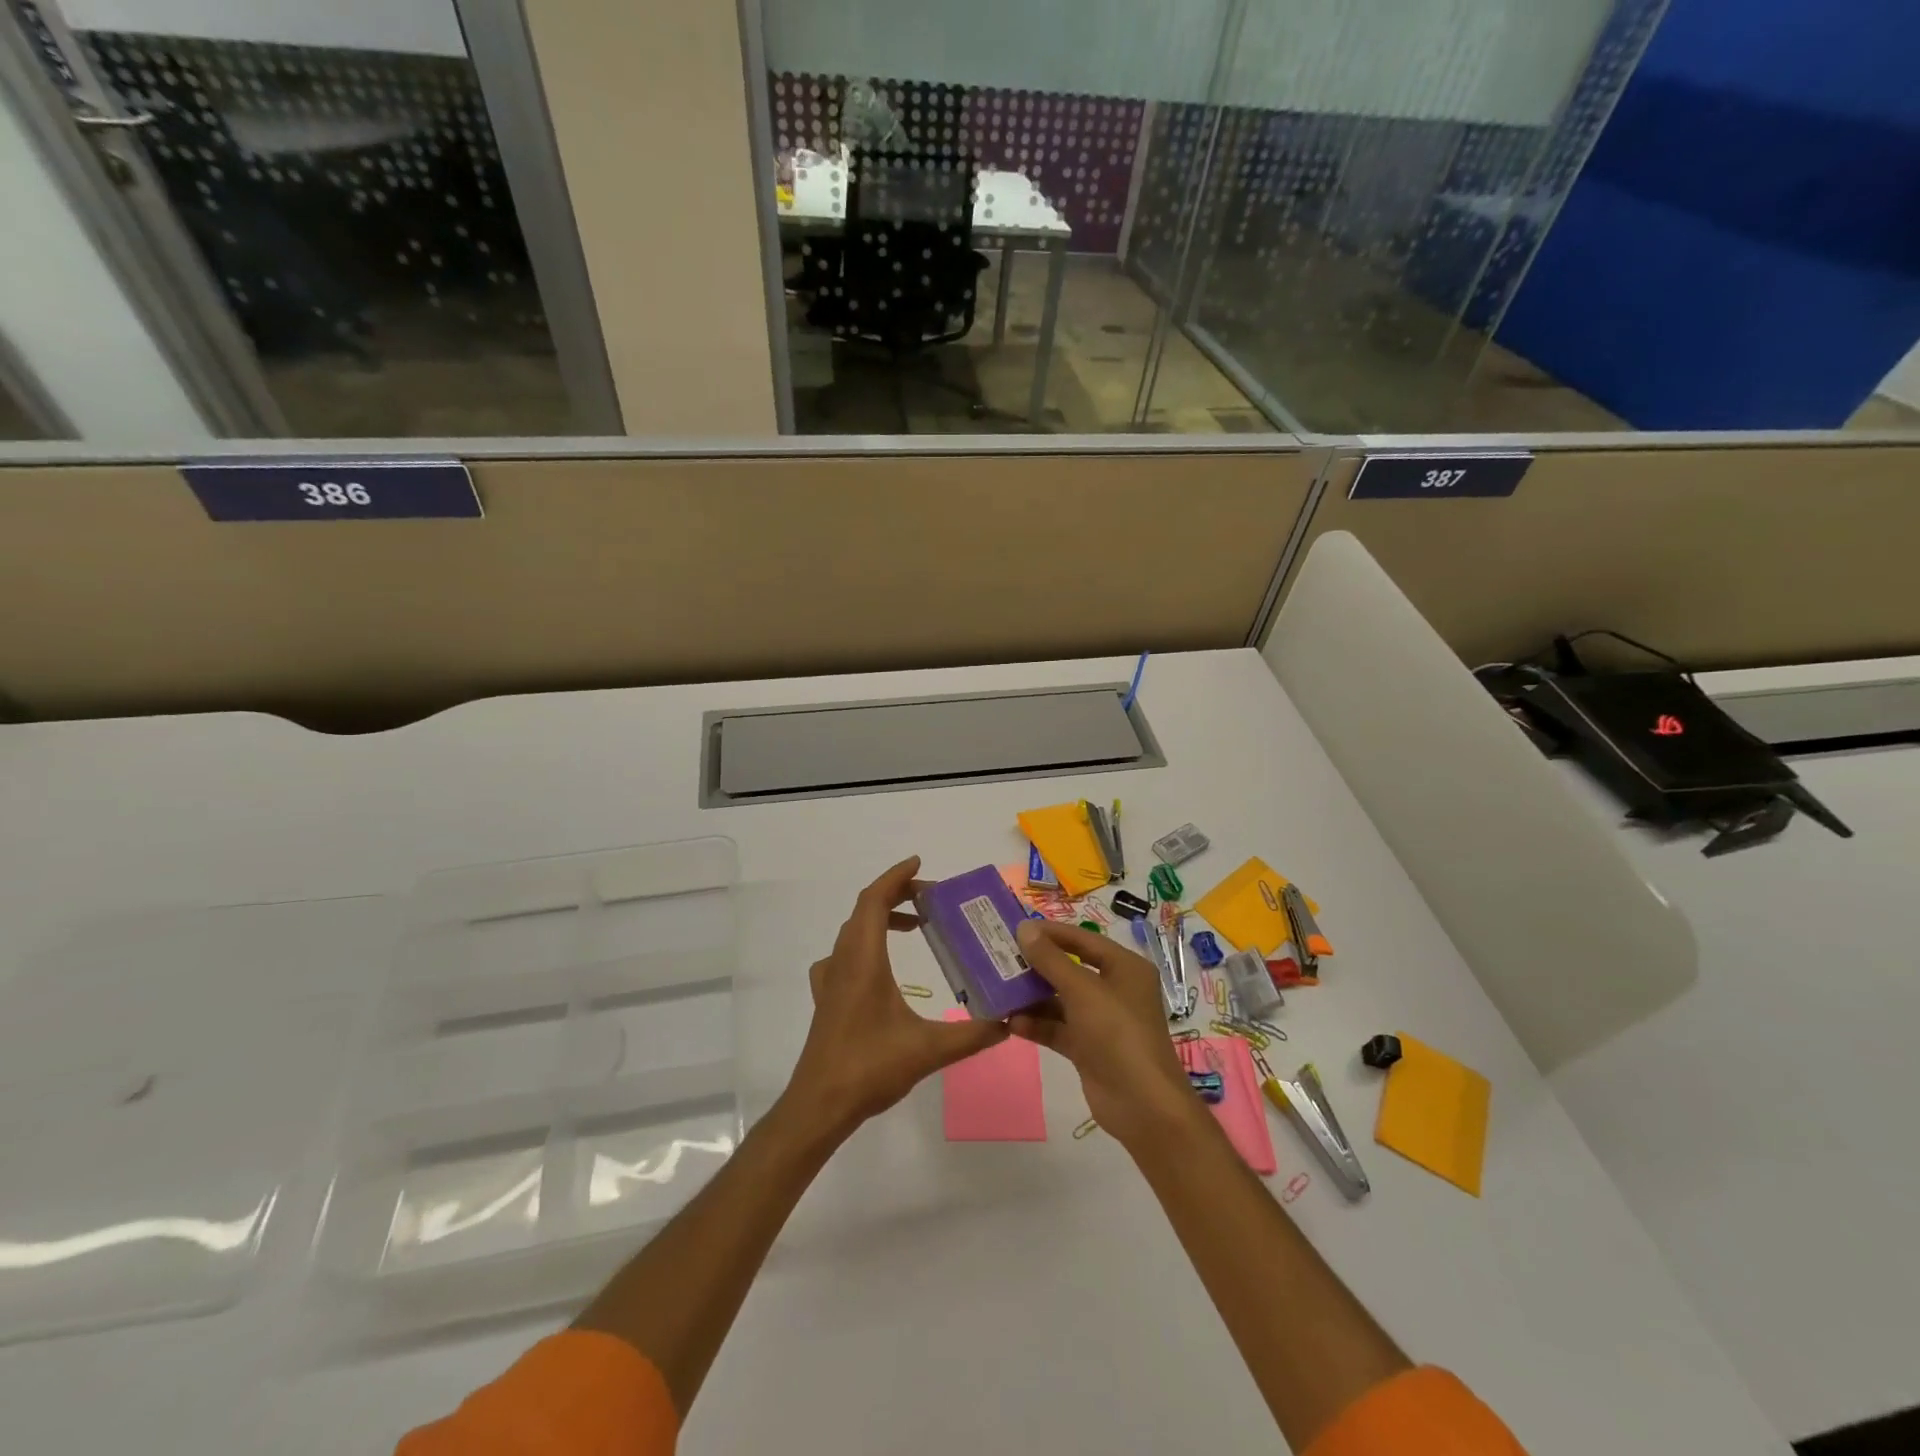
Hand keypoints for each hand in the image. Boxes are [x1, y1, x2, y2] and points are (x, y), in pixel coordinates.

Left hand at [785, 856, 1009, 1137]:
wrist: (820, 1105)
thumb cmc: (869, 1068)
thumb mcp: (928, 1050)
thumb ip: (972, 1035)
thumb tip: (1009, 1022)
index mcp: (863, 959)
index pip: (874, 901)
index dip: (895, 877)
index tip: (919, 863)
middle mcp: (843, 961)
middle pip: (864, 910)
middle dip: (895, 894)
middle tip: (930, 897)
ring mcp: (830, 979)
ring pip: (853, 931)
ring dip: (881, 917)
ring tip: (915, 924)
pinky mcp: (827, 998)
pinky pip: (844, 954)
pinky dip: (865, 942)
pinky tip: (880, 964)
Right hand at [1010, 920, 1200, 1150]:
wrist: (1142, 1106)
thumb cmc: (1117, 1034)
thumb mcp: (1082, 991)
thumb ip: (1051, 960)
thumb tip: (1024, 928)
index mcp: (1125, 968)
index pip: (1083, 940)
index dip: (1051, 933)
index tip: (1016, 928)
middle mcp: (1115, 989)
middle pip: (1070, 969)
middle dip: (1037, 966)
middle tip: (1001, 958)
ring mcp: (1102, 1021)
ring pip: (1061, 1000)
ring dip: (1033, 997)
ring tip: (999, 989)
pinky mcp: (1089, 1048)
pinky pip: (1059, 1028)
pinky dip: (1038, 1024)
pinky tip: (1011, 1022)